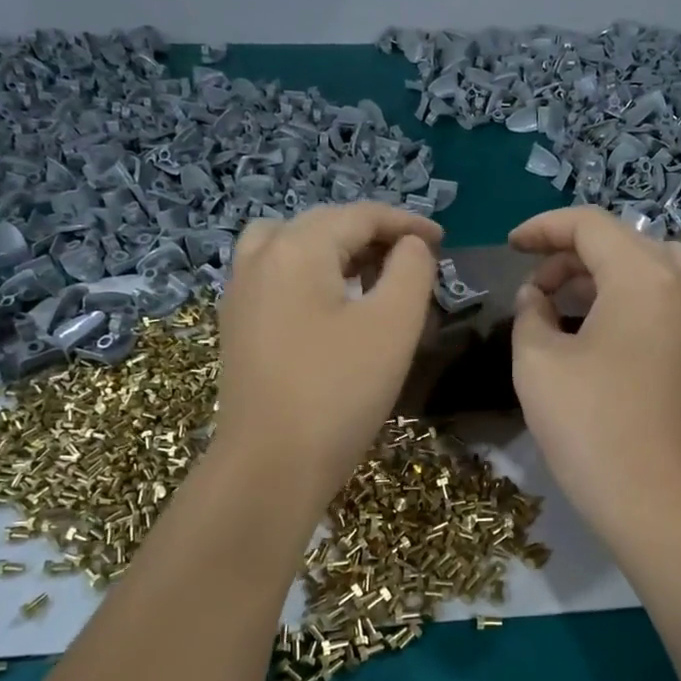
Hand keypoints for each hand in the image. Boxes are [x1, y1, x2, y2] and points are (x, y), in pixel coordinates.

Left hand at [214, 203, 442, 503]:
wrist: (271, 465)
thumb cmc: (339, 392)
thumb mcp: (392, 325)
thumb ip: (411, 269)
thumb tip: (409, 246)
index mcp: (296, 248)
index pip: (359, 215)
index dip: (405, 222)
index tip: (443, 240)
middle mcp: (260, 258)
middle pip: (323, 224)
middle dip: (372, 235)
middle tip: (413, 259)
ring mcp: (240, 292)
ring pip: (292, 245)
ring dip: (336, 250)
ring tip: (370, 275)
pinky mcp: (237, 324)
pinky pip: (276, 274)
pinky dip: (310, 272)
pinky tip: (332, 305)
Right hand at [509, 208, 680, 546]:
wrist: (654, 498)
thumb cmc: (589, 424)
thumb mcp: (537, 361)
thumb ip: (530, 311)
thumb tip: (536, 295)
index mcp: (643, 275)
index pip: (589, 225)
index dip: (543, 228)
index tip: (510, 247)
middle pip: (623, 242)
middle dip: (572, 255)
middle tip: (534, 290)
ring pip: (651, 266)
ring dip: (606, 274)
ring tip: (569, 306)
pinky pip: (673, 296)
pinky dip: (637, 296)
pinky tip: (612, 325)